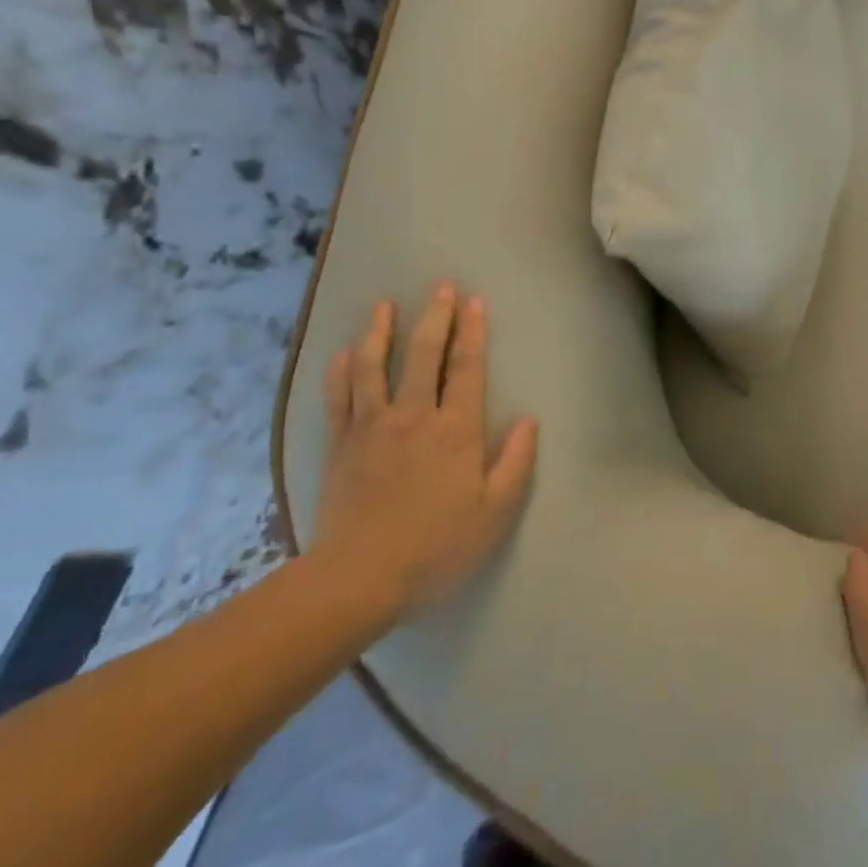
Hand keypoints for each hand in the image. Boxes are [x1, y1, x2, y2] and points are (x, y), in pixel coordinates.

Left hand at [308, 283, 537, 624]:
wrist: (357, 580)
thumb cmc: (436, 548)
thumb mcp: (494, 513)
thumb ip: (515, 462)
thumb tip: (529, 420)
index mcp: (455, 430)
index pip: (467, 369)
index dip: (473, 332)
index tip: (475, 301)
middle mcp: (413, 416)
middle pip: (423, 355)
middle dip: (435, 317)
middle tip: (440, 286)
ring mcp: (371, 428)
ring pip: (374, 366)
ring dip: (380, 331)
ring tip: (384, 305)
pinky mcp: (339, 445)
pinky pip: (338, 398)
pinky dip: (340, 371)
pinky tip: (342, 352)